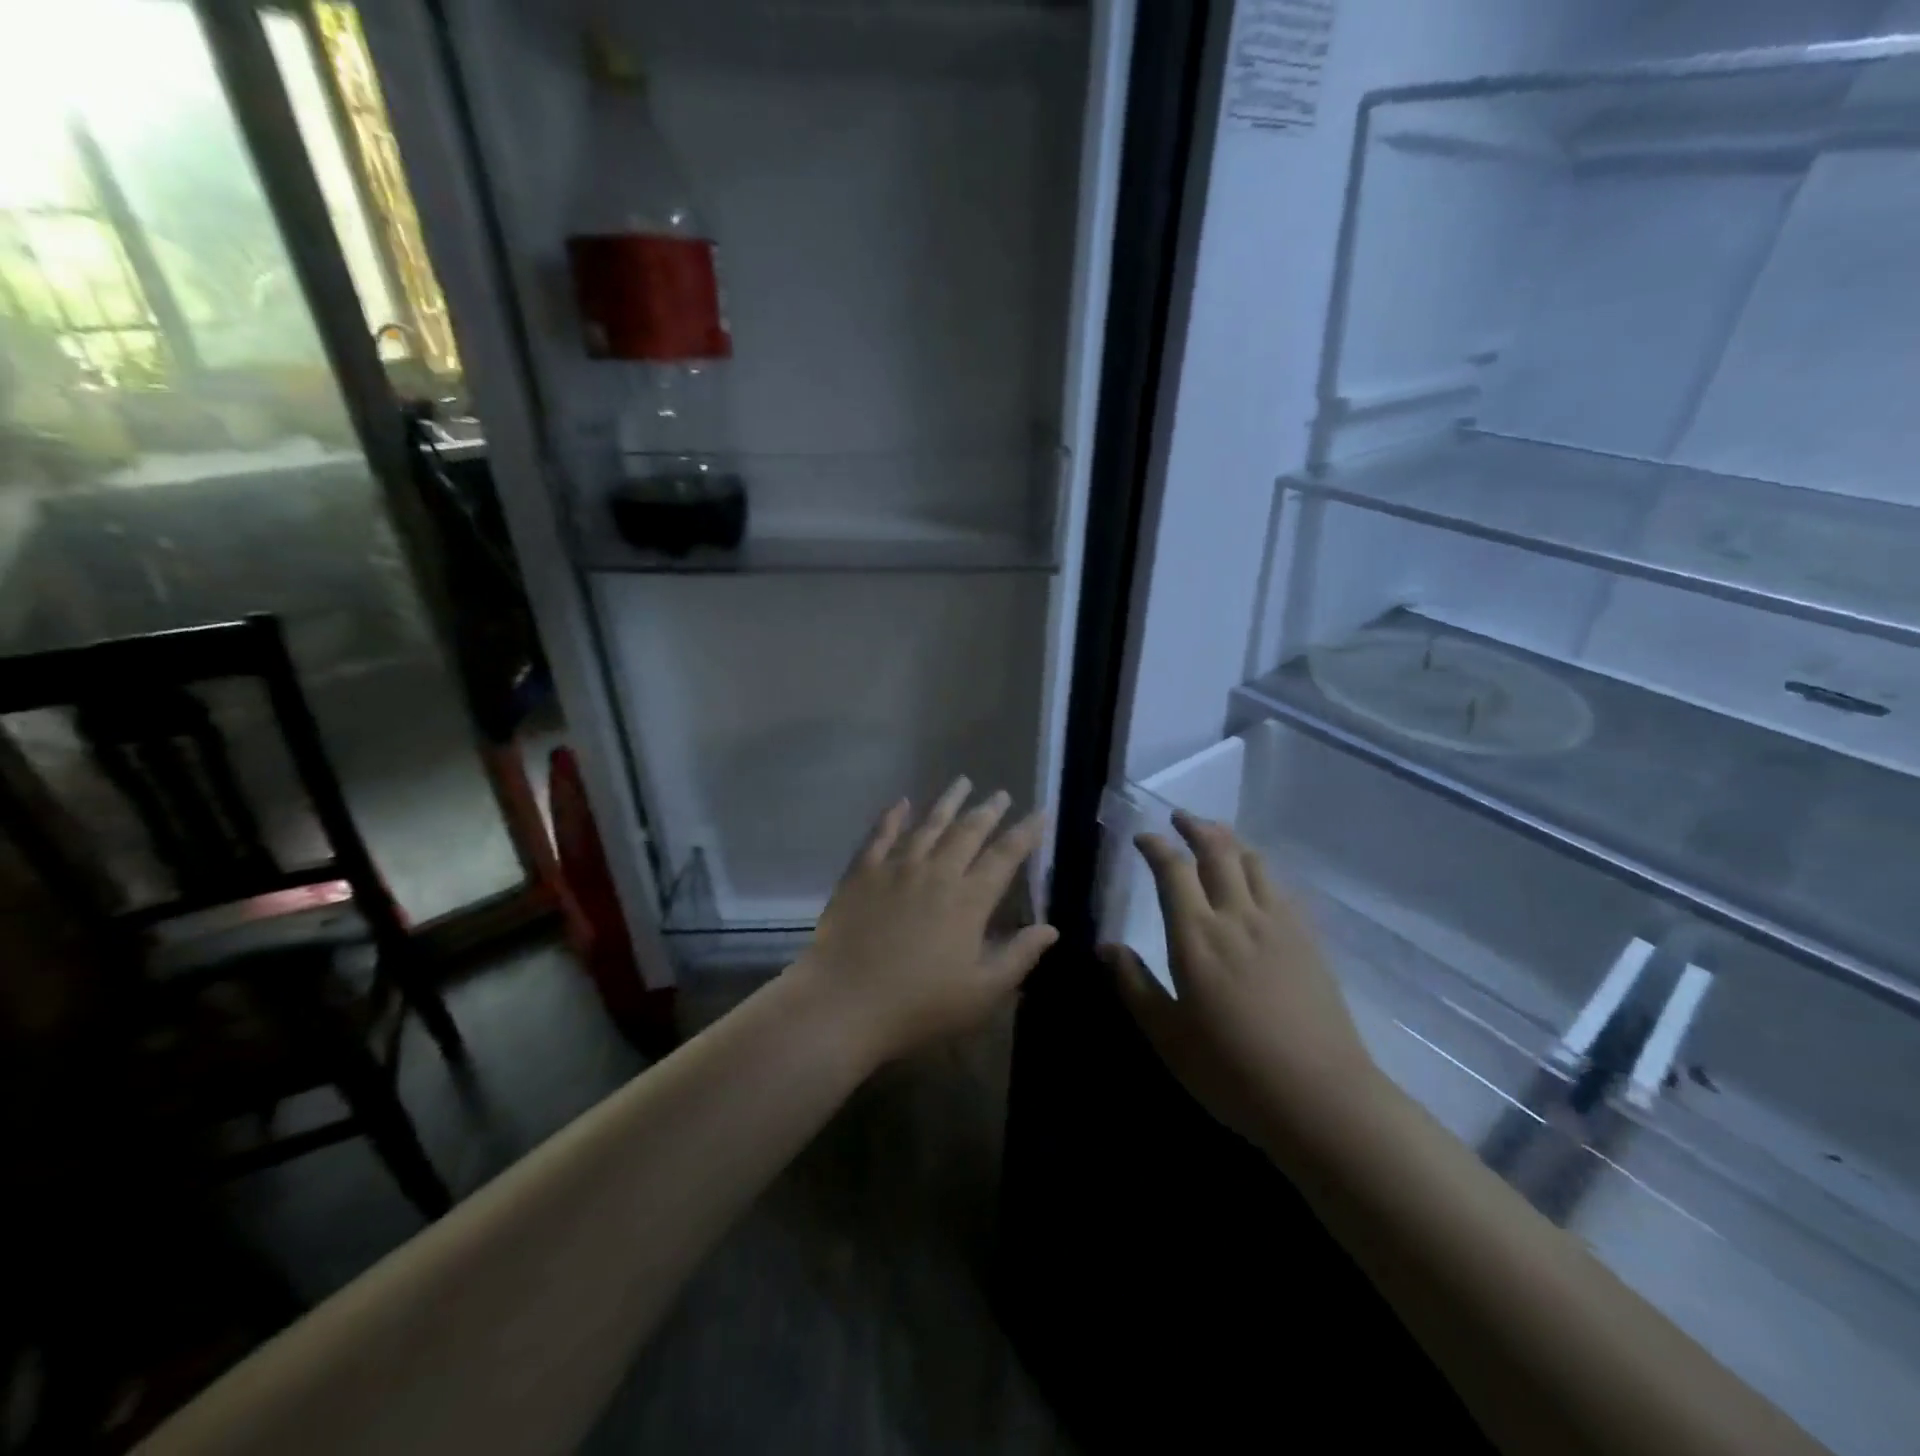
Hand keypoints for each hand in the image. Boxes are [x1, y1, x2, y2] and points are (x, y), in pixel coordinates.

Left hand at [793, 778, 1057, 1066]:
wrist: (844, 1003)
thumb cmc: (918, 1006)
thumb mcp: (981, 993)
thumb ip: (1018, 957)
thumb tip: (1051, 928)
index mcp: (968, 900)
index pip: (1005, 856)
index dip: (1026, 833)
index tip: (1040, 813)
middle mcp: (936, 873)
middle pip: (968, 832)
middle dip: (989, 811)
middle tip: (1002, 794)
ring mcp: (896, 868)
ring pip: (928, 825)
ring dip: (948, 802)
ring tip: (963, 782)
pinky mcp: (862, 873)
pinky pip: (881, 835)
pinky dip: (893, 816)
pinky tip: (902, 802)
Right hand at [1104, 812, 1377, 1148]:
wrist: (1322, 1098)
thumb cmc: (1232, 1071)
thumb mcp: (1168, 1035)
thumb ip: (1135, 984)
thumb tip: (1106, 946)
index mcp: (1197, 937)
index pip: (1173, 871)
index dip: (1156, 846)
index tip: (1142, 837)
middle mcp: (1237, 917)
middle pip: (1218, 851)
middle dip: (1195, 827)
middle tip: (1179, 817)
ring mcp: (1279, 925)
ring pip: (1253, 862)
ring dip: (1229, 840)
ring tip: (1215, 837)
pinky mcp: (1308, 940)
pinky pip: (1280, 886)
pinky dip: (1259, 867)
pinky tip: (1255, 879)